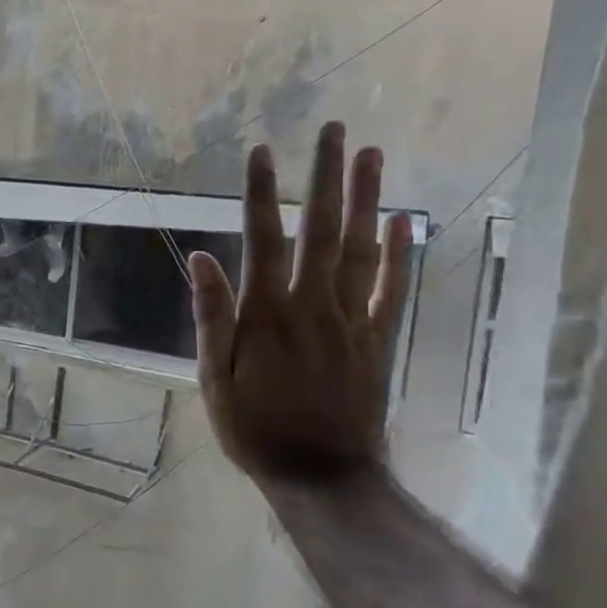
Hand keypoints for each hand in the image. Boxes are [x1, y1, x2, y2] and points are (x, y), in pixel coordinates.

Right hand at [189, 121, 413, 483]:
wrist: (323, 478)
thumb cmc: (255, 429)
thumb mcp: (214, 379)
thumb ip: (212, 317)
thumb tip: (201, 258)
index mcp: (267, 315)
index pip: (262, 240)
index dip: (259, 193)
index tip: (260, 150)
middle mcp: (314, 306)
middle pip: (321, 231)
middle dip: (325, 177)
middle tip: (333, 130)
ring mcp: (353, 321)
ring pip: (362, 250)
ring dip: (366, 200)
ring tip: (372, 155)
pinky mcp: (379, 341)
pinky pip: (394, 290)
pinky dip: (402, 253)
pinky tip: (405, 220)